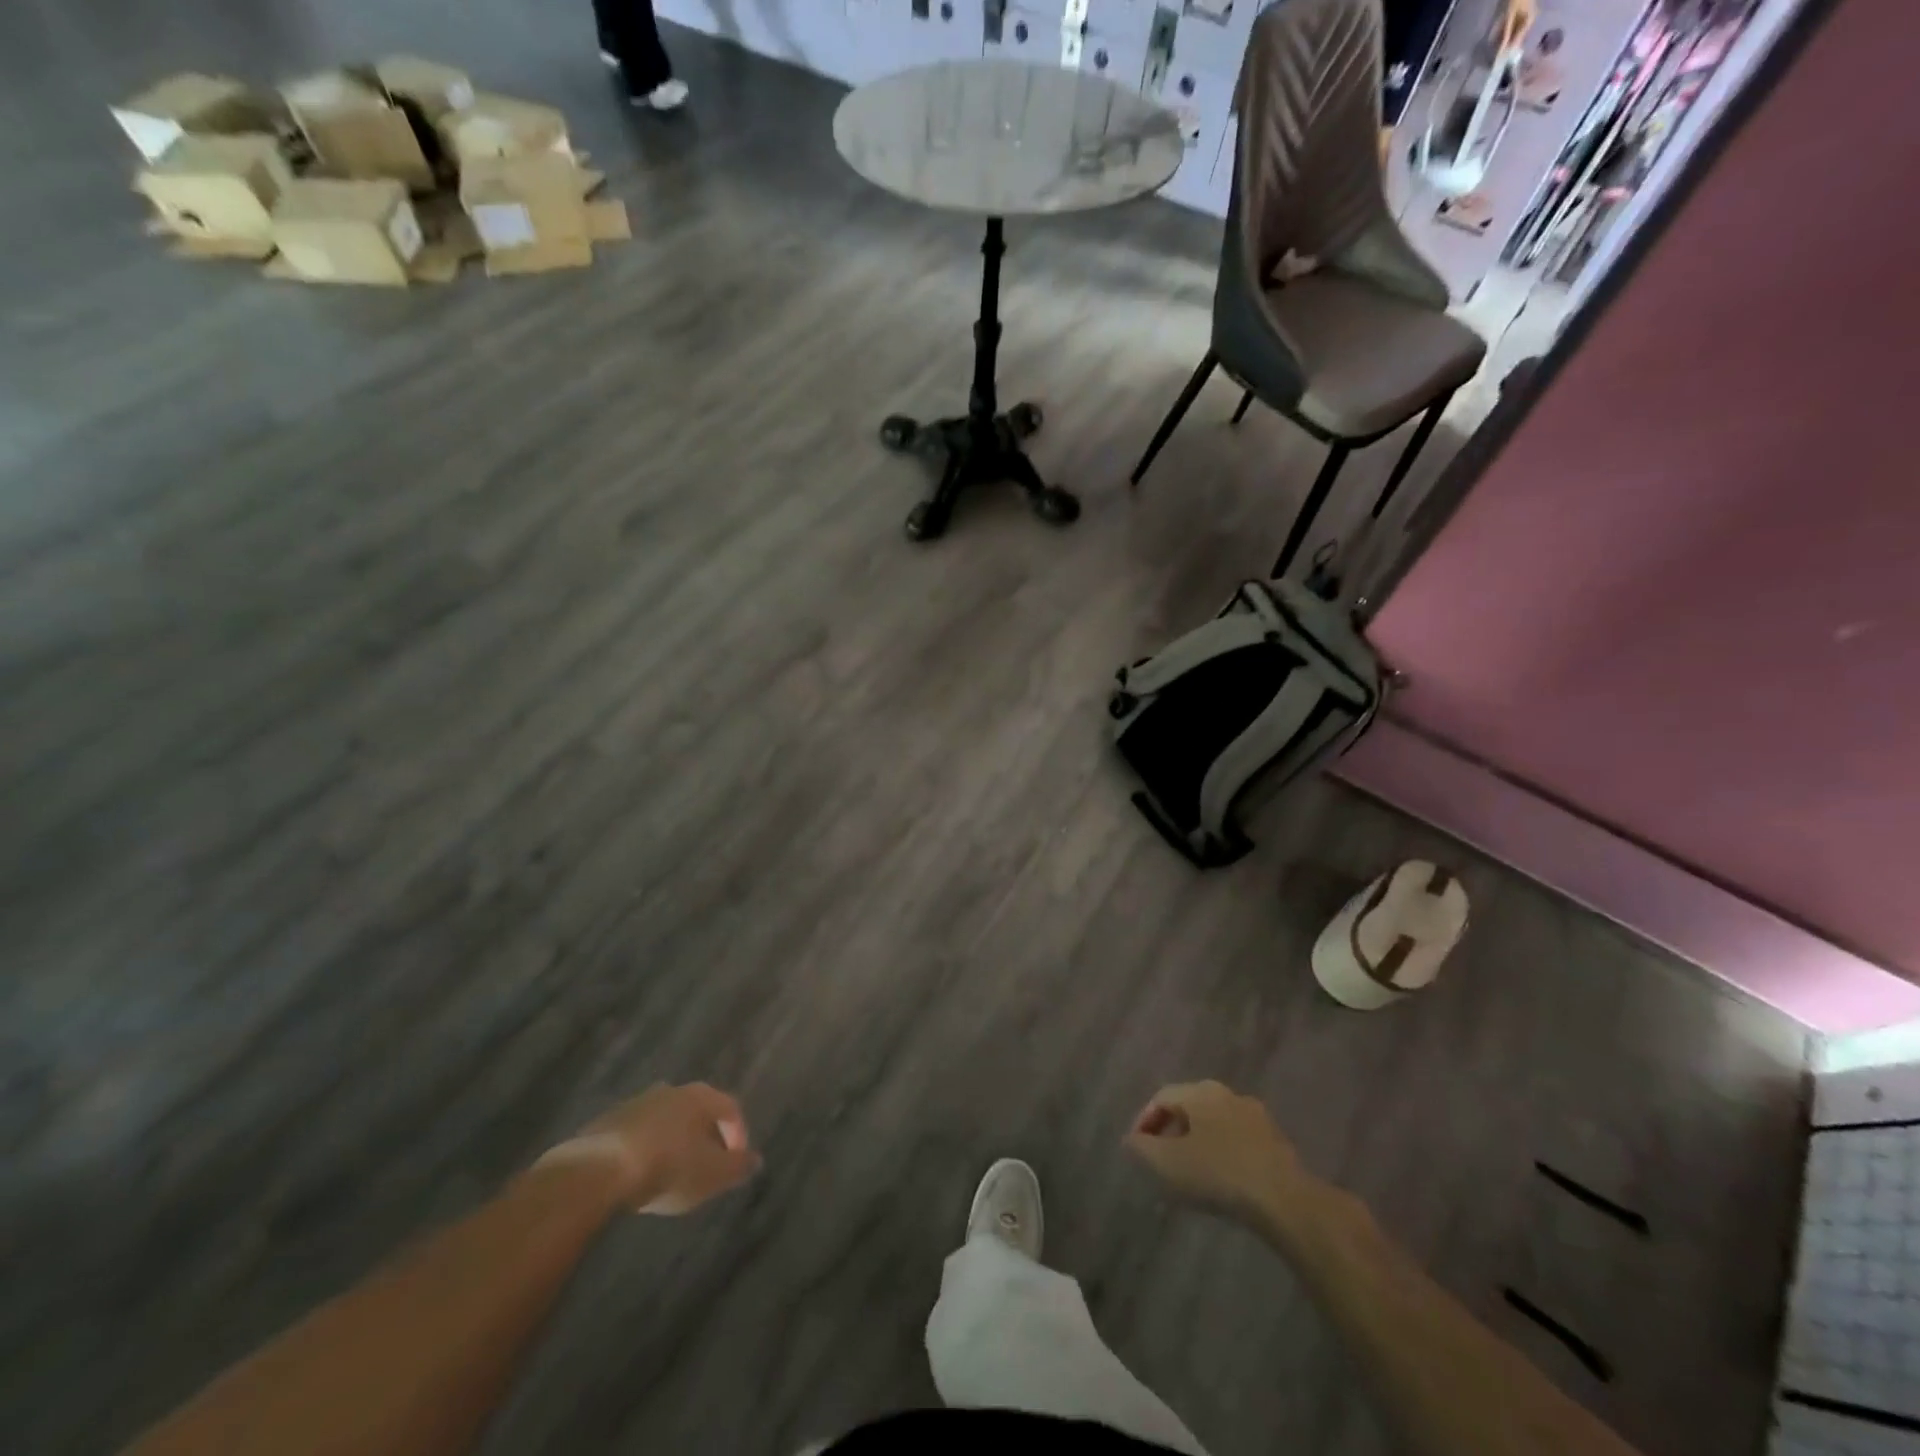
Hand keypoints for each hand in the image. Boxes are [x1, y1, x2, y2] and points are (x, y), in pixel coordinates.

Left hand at [565, 1082, 761, 1214]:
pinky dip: (645, 1149)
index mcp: (700, 1096)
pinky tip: (640, 1174)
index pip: (730, 1108)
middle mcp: (671, 1091)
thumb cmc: (667, 1167)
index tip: (737, 1162)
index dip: (739, 1134)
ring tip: (671, 1171)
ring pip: (665, 1120)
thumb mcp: (711, 1175)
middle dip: (704, 1135)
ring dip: (673, 1141)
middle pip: (696, 1110)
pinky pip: (636, 1134)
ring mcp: (636, 1104)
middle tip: (705, 1164)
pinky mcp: (607, 1123)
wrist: (598, 1171)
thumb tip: (757, 1160)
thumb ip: (737, 1167)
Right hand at [1125, 1080, 1302, 1220]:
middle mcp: (1227, 1094)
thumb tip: (1131, 1140)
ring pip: (1215, 1125)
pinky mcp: (1276, 1142)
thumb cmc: (1219, 1174)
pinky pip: (1237, 1142)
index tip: (1137, 1148)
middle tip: (1160, 1160)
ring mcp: (1255, 1116)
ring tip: (1190, 1174)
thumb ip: (1143, 1149)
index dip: (1144, 1120)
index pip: (1162, 1097)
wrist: (1285, 1200)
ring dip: (1198, 1144)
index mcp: (1200, 1091)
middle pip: (1189, 1108)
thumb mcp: (1168, 1163)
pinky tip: (1221, 1182)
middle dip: (1171, 1132)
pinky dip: (1222, 1155)